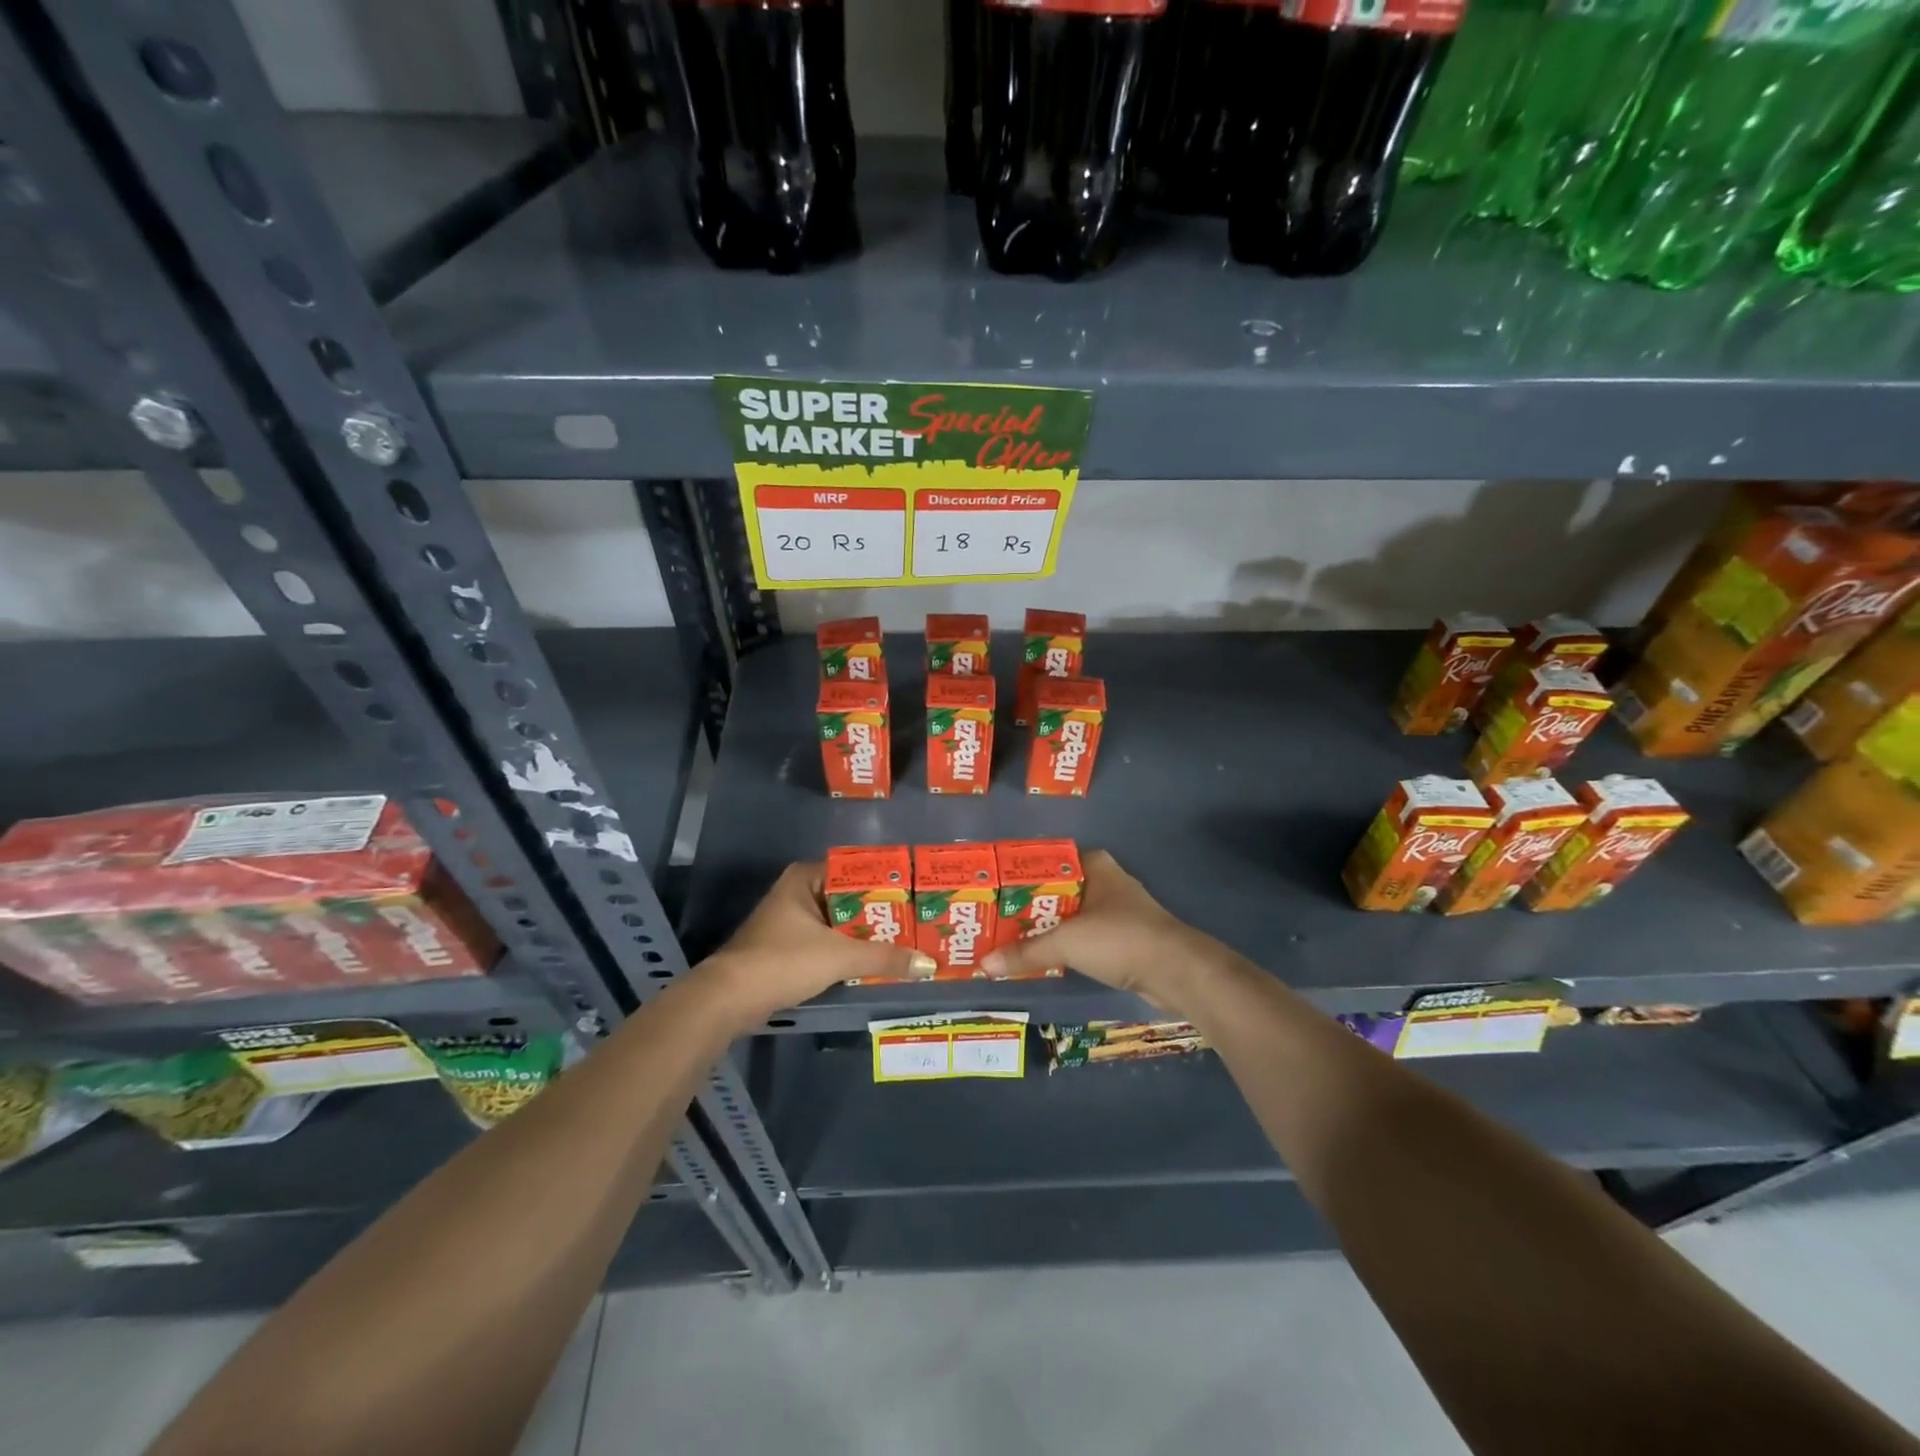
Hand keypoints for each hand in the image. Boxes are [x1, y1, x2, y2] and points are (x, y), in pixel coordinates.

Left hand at [697, 862, 935, 1025]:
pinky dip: (848, 952)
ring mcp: (790, 921)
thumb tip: (929, 964)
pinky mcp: (787, 948)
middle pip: (849, 899)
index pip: (856, 872)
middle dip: (880, 914)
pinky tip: (875, 963)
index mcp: (805, 878)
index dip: (887, 885)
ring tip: (905, 943)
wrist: (729, 999)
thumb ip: (885, 958)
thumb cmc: (783, 961)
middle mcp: (798, 892)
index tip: (917, 897)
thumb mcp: (839, 956)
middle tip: (918, 923)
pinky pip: (828, 943)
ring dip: (865, 936)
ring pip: (839, 924)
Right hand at [980, 849, 1210, 1012]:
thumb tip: (984, 963)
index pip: (1048, 861)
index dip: (1020, 874)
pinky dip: (1064, 945)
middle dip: (1028, 905)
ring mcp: (1116, 910)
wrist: (1176, 971)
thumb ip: (1026, 951)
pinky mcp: (1123, 938)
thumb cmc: (1119, 938)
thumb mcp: (1066, 942)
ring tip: (1009, 939)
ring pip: (1070, 914)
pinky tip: (1041, 957)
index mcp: (1094, 865)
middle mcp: (1105, 881)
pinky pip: (1083, 936)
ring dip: (1045, 927)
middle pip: (1056, 890)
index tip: (992, 889)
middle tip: (993, 918)